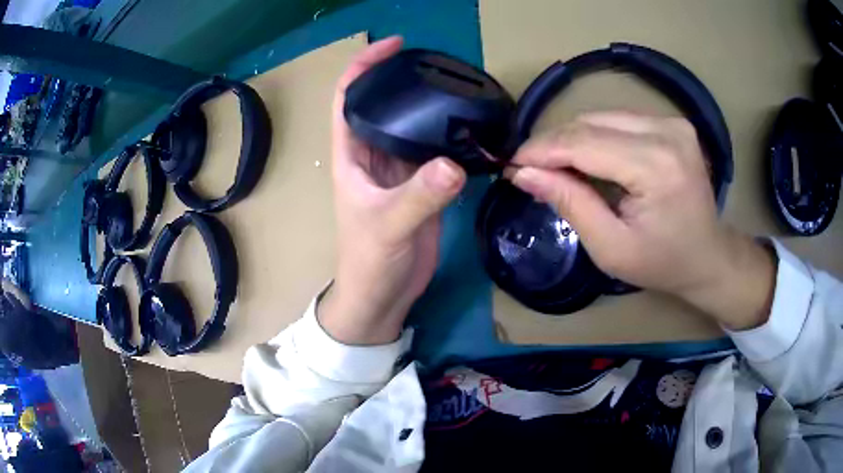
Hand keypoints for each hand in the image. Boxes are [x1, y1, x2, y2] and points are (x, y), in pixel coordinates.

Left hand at [319, 37, 466, 344]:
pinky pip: (434, 150)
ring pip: (411, 125)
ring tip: (459, 86)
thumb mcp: (388, 227)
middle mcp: (374, 154)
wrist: (383, 294)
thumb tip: (453, 165)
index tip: (393, 44)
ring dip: (429, 105)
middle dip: (404, 78)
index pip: (349, 97)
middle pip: (384, 103)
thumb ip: (419, 197)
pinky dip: (449, 135)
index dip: (364, 66)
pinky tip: (471, 126)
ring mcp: (399, 169)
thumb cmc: (369, 260)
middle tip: (440, 63)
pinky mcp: (422, 185)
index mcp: (352, 154)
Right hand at [508, 112, 775, 329]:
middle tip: (530, 169)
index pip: (584, 142)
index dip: (542, 150)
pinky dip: (595, 136)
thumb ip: (570, 204)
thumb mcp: (611, 249)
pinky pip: (618, 120)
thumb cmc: (662, 263)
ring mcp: (672, 122)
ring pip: (601, 117)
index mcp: (656, 167)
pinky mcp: (672, 122)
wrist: (708, 256)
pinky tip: (588, 159)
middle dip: (554, 144)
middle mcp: (666, 132)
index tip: (512, 164)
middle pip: (591, 123)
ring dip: (573, 139)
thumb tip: (524, 173)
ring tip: (556, 166)